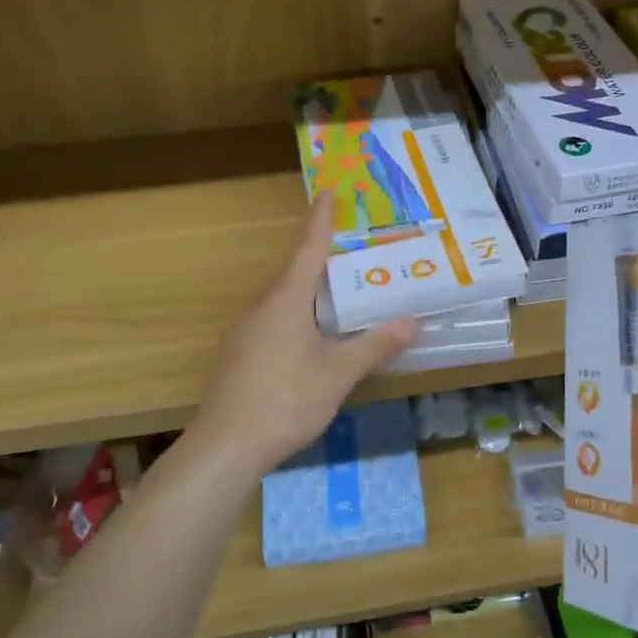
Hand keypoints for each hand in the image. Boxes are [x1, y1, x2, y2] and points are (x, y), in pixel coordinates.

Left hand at [191, 193, 418, 476]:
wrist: (225, 446)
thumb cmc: (285, 400)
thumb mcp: (338, 374)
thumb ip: (374, 346)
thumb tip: (412, 322)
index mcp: (286, 300)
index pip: (308, 249)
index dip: (320, 220)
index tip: (326, 191)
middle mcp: (262, 307)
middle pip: (294, 273)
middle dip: (320, 257)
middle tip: (352, 249)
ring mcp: (245, 331)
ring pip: (282, 299)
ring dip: (309, 290)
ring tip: (339, 293)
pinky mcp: (238, 354)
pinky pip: (273, 320)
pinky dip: (297, 316)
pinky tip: (312, 338)